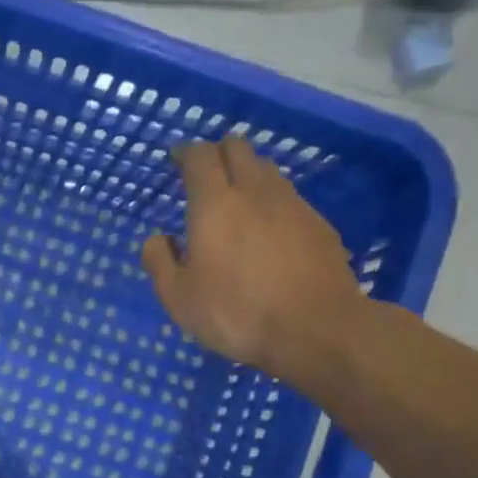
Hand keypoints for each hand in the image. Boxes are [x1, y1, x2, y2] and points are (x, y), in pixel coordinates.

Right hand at [141, 139, 366, 377]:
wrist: (316, 329)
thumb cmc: (236, 313)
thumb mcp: (178, 298)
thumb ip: (160, 262)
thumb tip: (158, 239)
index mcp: (214, 204)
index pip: (199, 157)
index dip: (185, 152)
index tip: (176, 159)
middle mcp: (255, 192)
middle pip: (238, 149)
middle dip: (218, 152)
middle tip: (204, 173)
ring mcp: (293, 205)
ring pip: (266, 170)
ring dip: (247, 173)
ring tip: (235, 198)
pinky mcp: (319, 224)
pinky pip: (289, 197)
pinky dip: (271, 201)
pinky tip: (268, 229)